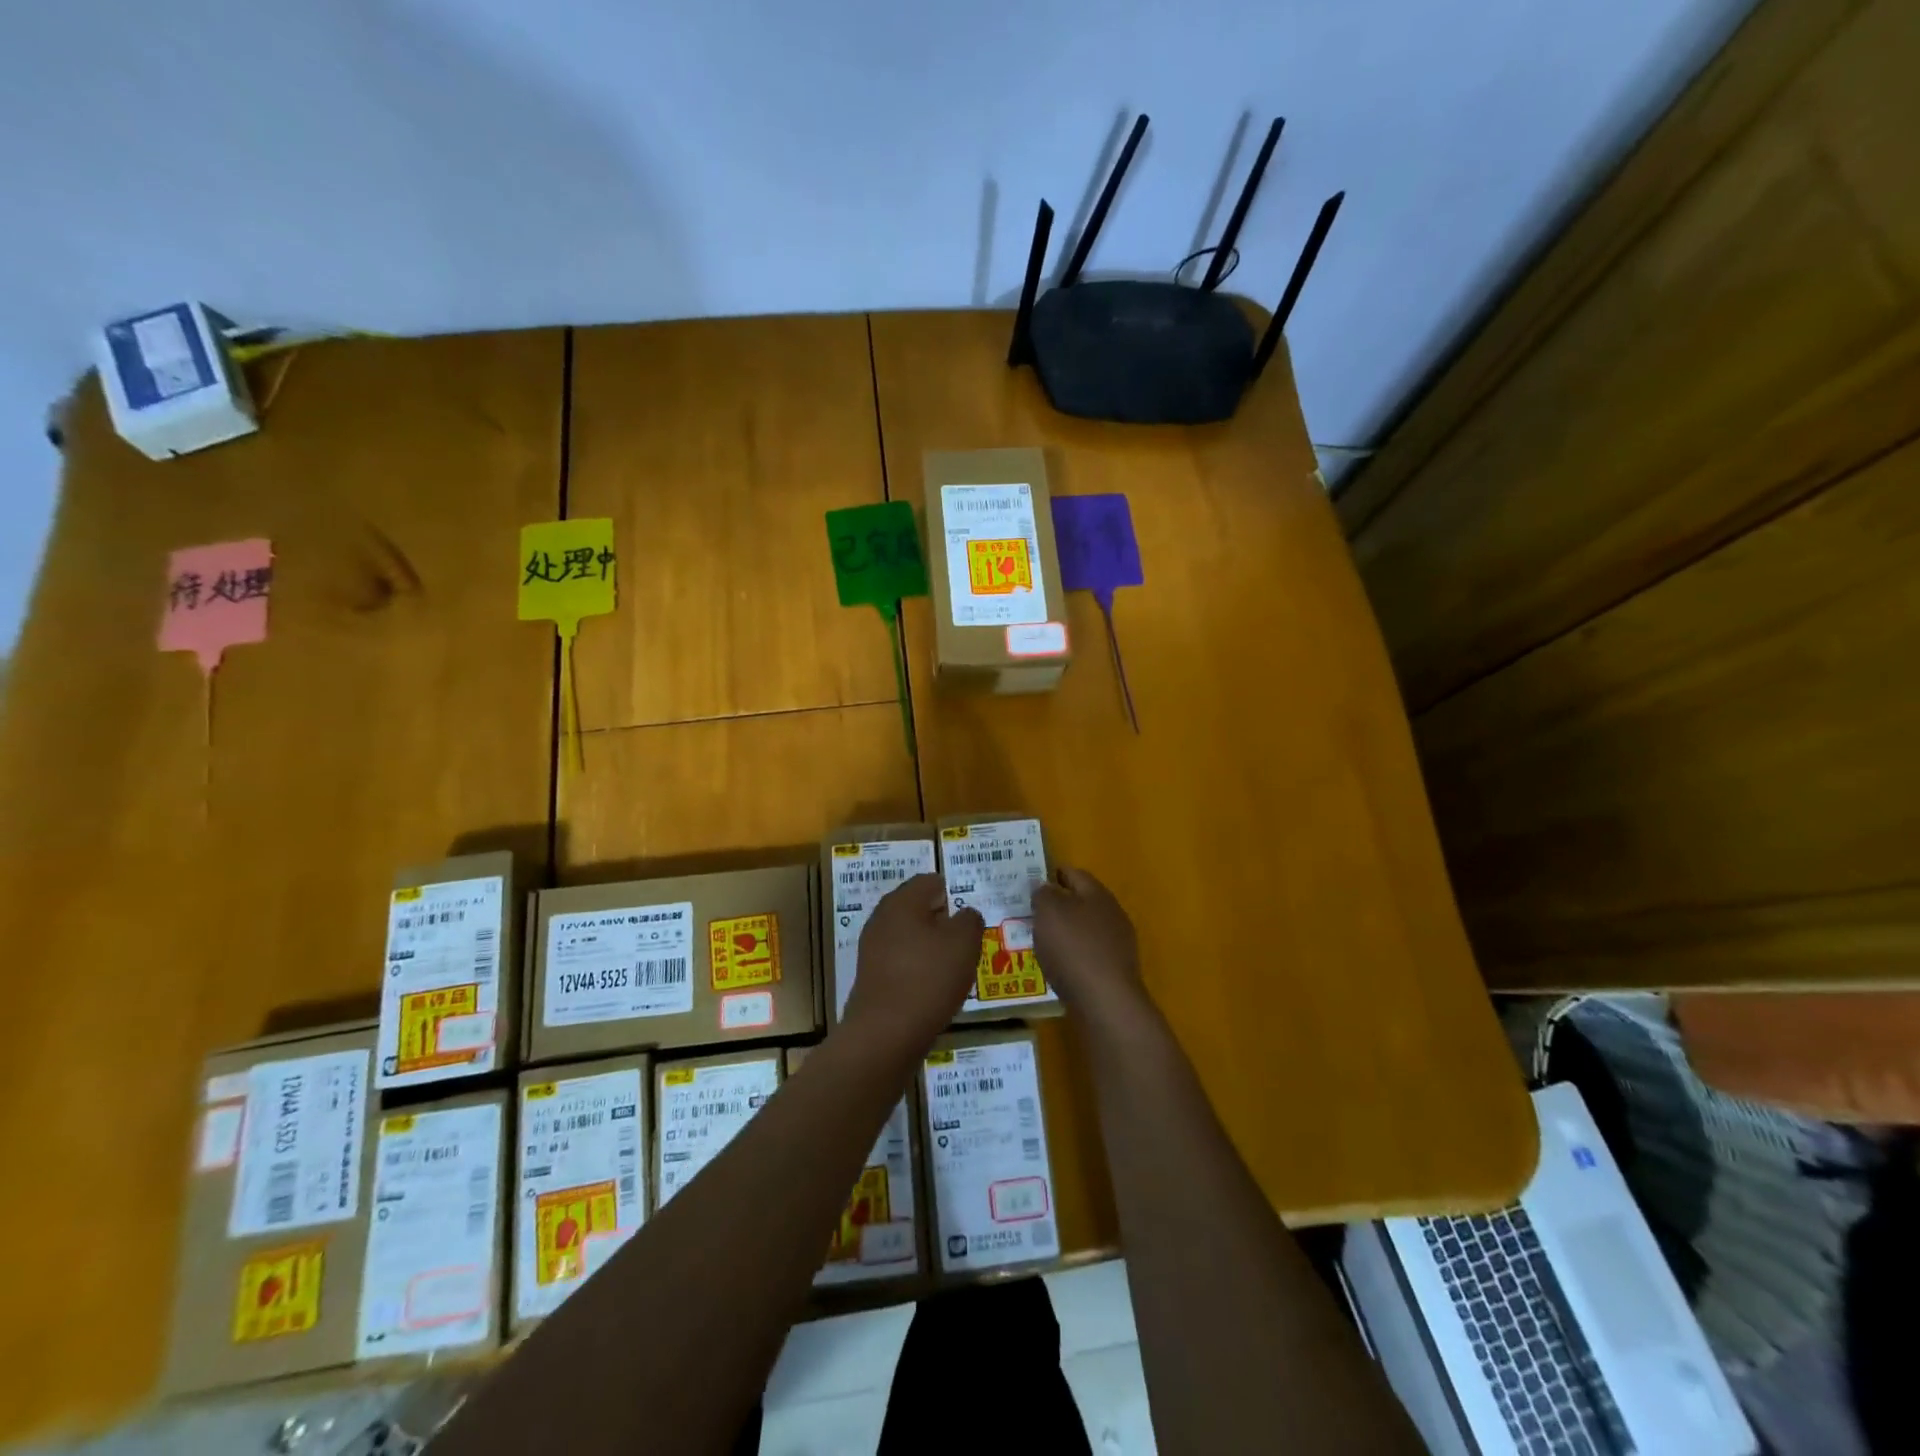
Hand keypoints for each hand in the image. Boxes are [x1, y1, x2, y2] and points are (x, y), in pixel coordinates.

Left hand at [840, 874, 984, 1053]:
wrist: (885, 1035)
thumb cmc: (929, 978)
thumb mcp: (965, 942)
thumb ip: (970, 919)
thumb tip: (965, 915)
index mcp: (902, 901)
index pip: (931, 881)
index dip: (954, 892)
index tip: (972, 914)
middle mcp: (882, 919)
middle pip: (918, 909)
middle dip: (944, 922)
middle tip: (968, 941)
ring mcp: (873, 949)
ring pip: (910, 937)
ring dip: (932, 948)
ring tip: (956, 968)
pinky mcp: (872, 978)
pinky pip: (902, 963)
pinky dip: (919, 970)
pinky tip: (935, 989)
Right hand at [1033, 867, 1148, 1022]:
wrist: (1106, 1002)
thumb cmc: (1073, 948)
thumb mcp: (1048, 912)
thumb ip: (1043, 894)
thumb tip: (1044, 886)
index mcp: (1097, 893)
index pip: (1074, 873)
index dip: (1052, 874)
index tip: (1030, 882)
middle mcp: (1112, 913)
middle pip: (1081, 901)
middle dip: (1057, 905)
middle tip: (1030, 913)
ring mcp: (1117, 943)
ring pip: (1085, 928)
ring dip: (1064, 932)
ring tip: (1039, 941)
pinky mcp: (1115, 970)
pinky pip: (1088, 954)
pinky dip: (1072, 955)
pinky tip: (1057, 965)